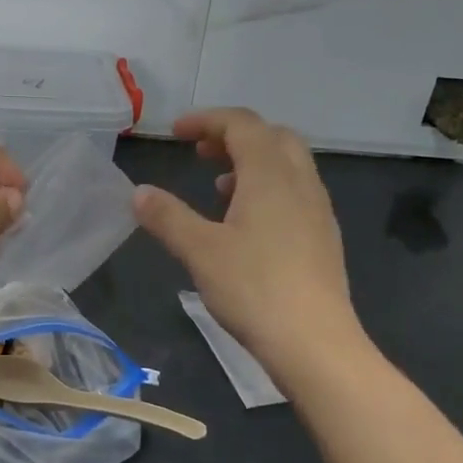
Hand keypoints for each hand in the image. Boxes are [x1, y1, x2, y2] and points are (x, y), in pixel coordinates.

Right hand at [134, 108, 360, 379]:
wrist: (315, 342)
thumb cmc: (254, 289)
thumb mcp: (200, 252)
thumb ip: (168, 217)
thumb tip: (139, 193)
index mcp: (271, 175)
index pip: (242, 124)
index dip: (206, 120)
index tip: (175, 134)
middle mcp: (301, 182)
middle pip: (272, 137)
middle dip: (233, 136)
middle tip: (201, 154)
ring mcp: (318, 210)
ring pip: (287, 165)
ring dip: (252, 163)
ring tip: (219, 188)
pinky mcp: (324, 237)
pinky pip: (296, 192)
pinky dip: (269, 189)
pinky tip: (248, 225)